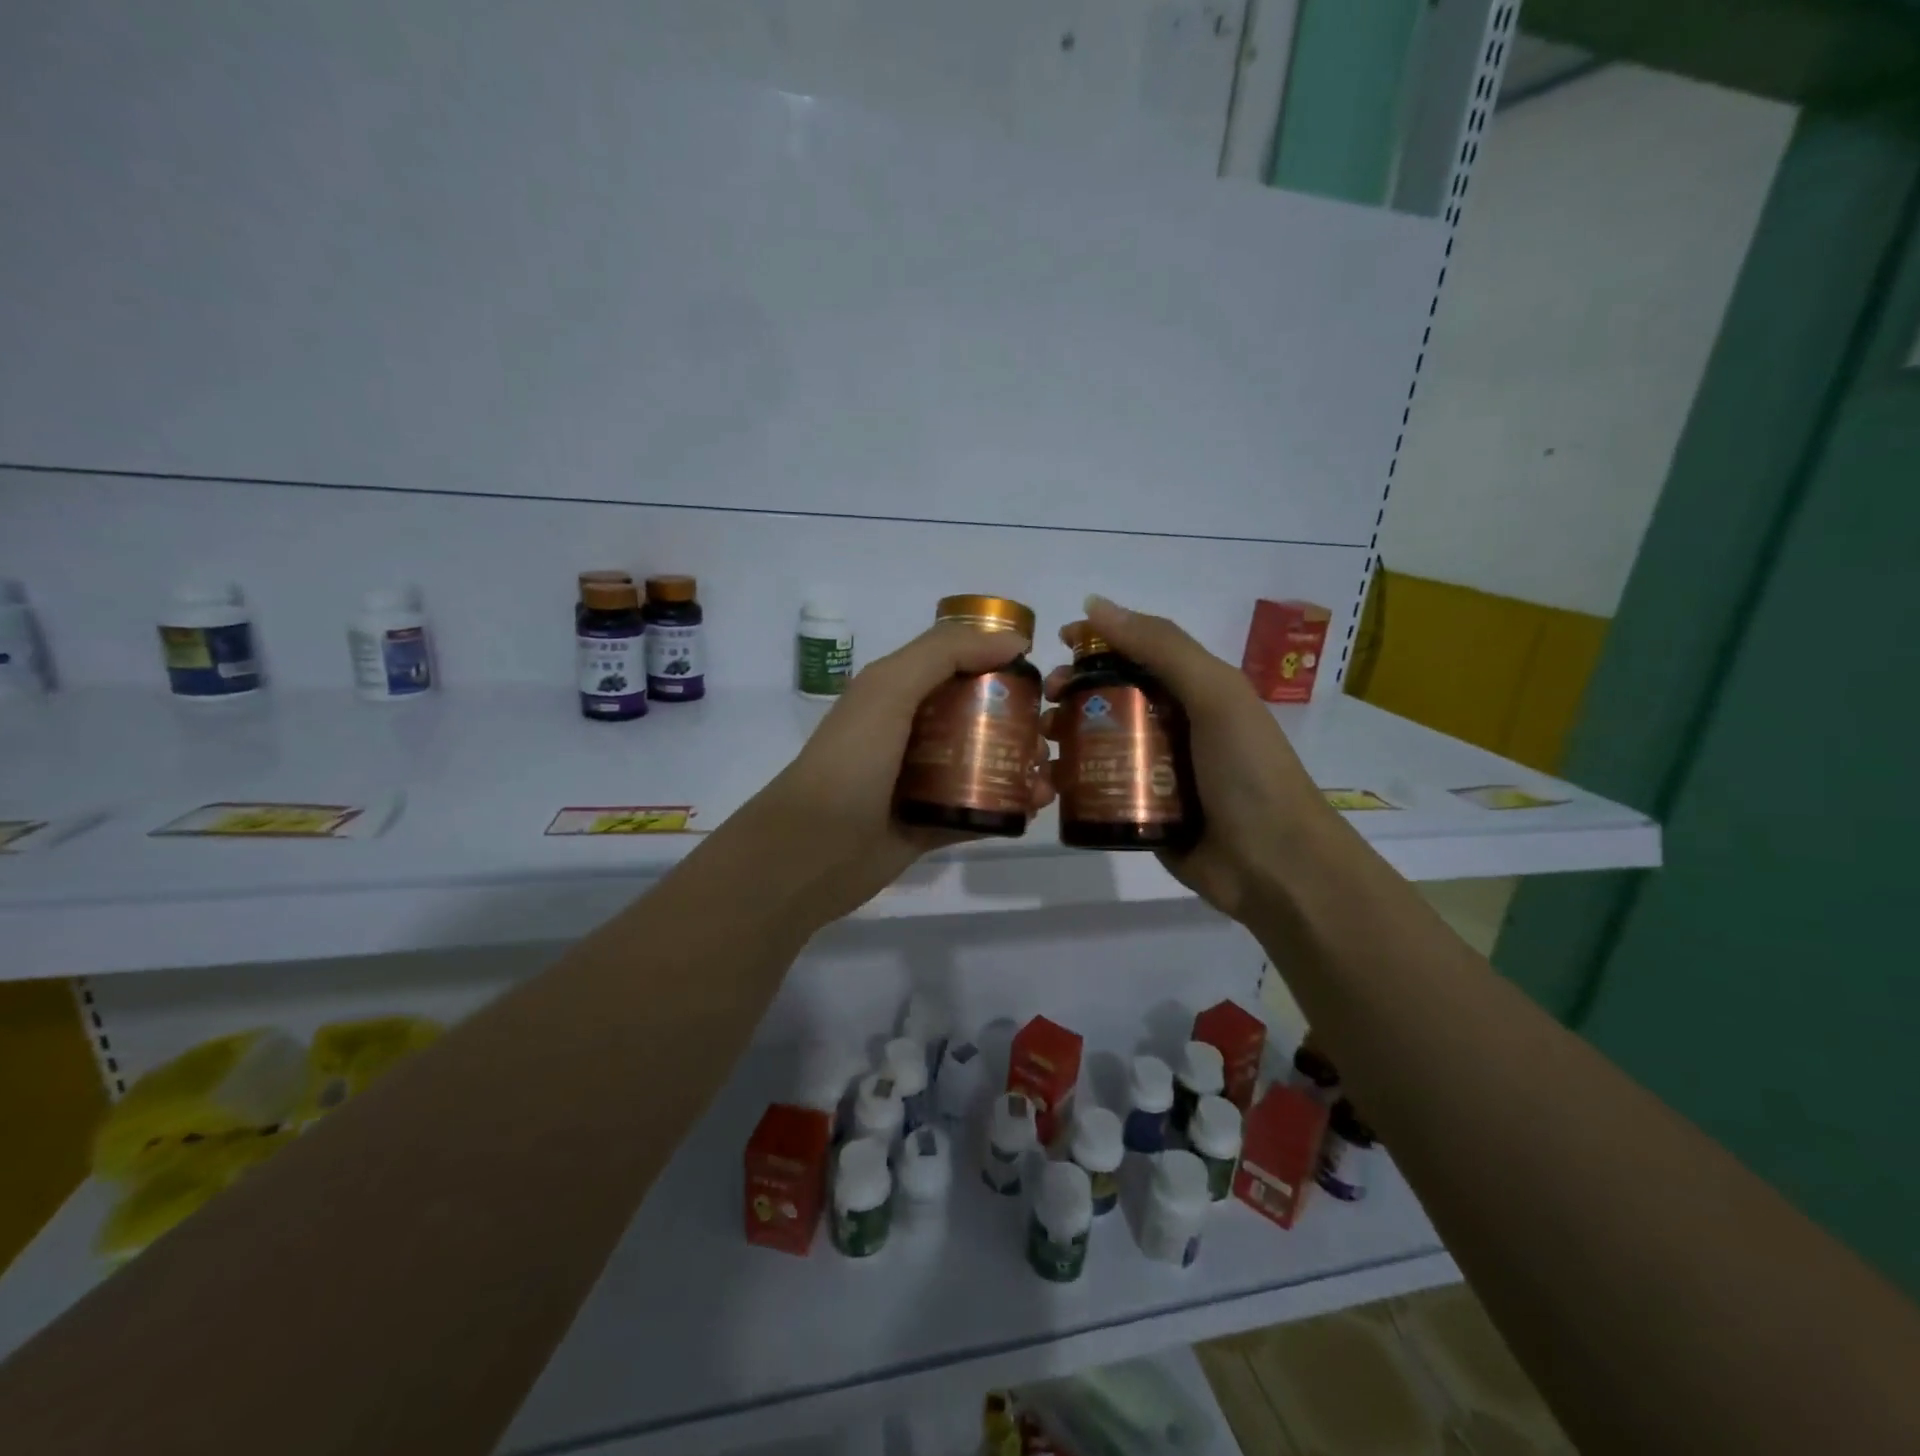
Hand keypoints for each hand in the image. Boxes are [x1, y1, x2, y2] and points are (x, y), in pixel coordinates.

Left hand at [744, 623, 1053, 928]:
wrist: (810, 852)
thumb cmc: (850, 761)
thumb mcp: (889, 689)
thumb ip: (944, 654)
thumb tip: (1013, 640)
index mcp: (899, 693)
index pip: (958, 665)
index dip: (999, 663)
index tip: (1042, 675)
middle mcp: (911, 732)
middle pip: (977, 715)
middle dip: (1019, 718)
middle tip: (1051, 731)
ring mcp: (921, 781)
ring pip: (982, 763)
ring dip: (1020, 763)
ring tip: (1049, 773)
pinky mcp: (931, 824)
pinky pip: (978, 808)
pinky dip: (1009, 805)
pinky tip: (1037, 806)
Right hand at [1043, 595, 1331, 921]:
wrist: (1274, 865)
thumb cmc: (1247, 770)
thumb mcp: (1215, 695)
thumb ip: (1162, 647)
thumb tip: (1094, 605)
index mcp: (1193, 691)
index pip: (1136, 653)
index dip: (1097, 643)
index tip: (1057, 643)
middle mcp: (1171, 725)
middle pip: (1109, 697)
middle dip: (1073, 692)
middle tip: (1047, 701)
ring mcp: (1153, 771)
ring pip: (1097, 742)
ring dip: (1064, 735)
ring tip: (1043, 741)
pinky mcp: (1138, 811)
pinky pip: (1097, 786)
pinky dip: (1070, 780)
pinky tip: (1049, 781)